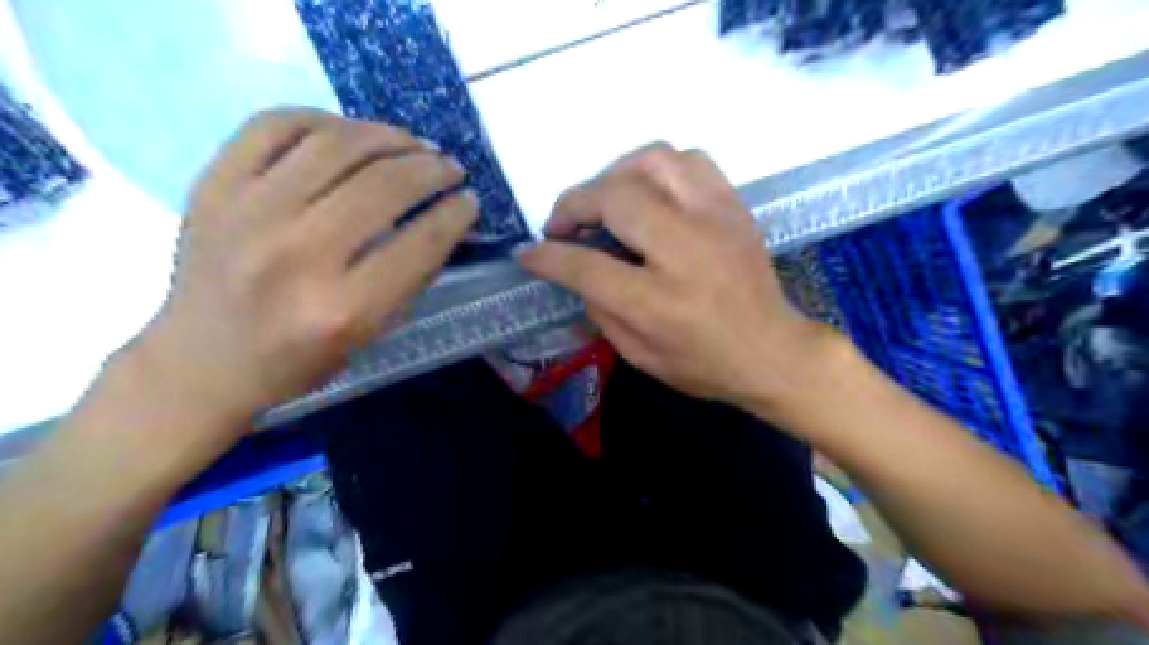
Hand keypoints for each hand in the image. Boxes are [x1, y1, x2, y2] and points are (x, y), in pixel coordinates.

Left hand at [131, 108, 477, 426]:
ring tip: (413, 144)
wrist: (201, 361)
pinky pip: (275, 125)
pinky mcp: (214, 185)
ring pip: (336, 144)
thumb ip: (408, 279)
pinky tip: (350, 133)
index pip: (420, 242)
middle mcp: (297, 253)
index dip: (455, 214)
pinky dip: (325, 119)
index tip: (470, 201)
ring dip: (389, 136)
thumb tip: (443, 221)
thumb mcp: (369, 336)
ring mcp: (249, 212)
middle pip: (384, 185)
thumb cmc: (297, 361)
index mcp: (342, 307)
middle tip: (450, 168)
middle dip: (432, 169)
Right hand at [521, 143, 835, 409]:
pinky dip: (656, 168)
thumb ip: (600, 309)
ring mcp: (715, 220)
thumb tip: (575, 269)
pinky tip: (647, 192)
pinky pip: (689, 160)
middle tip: (563, 226)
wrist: (773, 351)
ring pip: (652, 161)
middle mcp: (686, 251)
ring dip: (613, 176)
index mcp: (659, 303)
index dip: (547, 257)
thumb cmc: (704, 364)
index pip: (586, 267)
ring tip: (602, 201)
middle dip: (573, 205)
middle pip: (614, 199)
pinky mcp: (734, 206)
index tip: (528, 253)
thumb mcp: (639, 355)